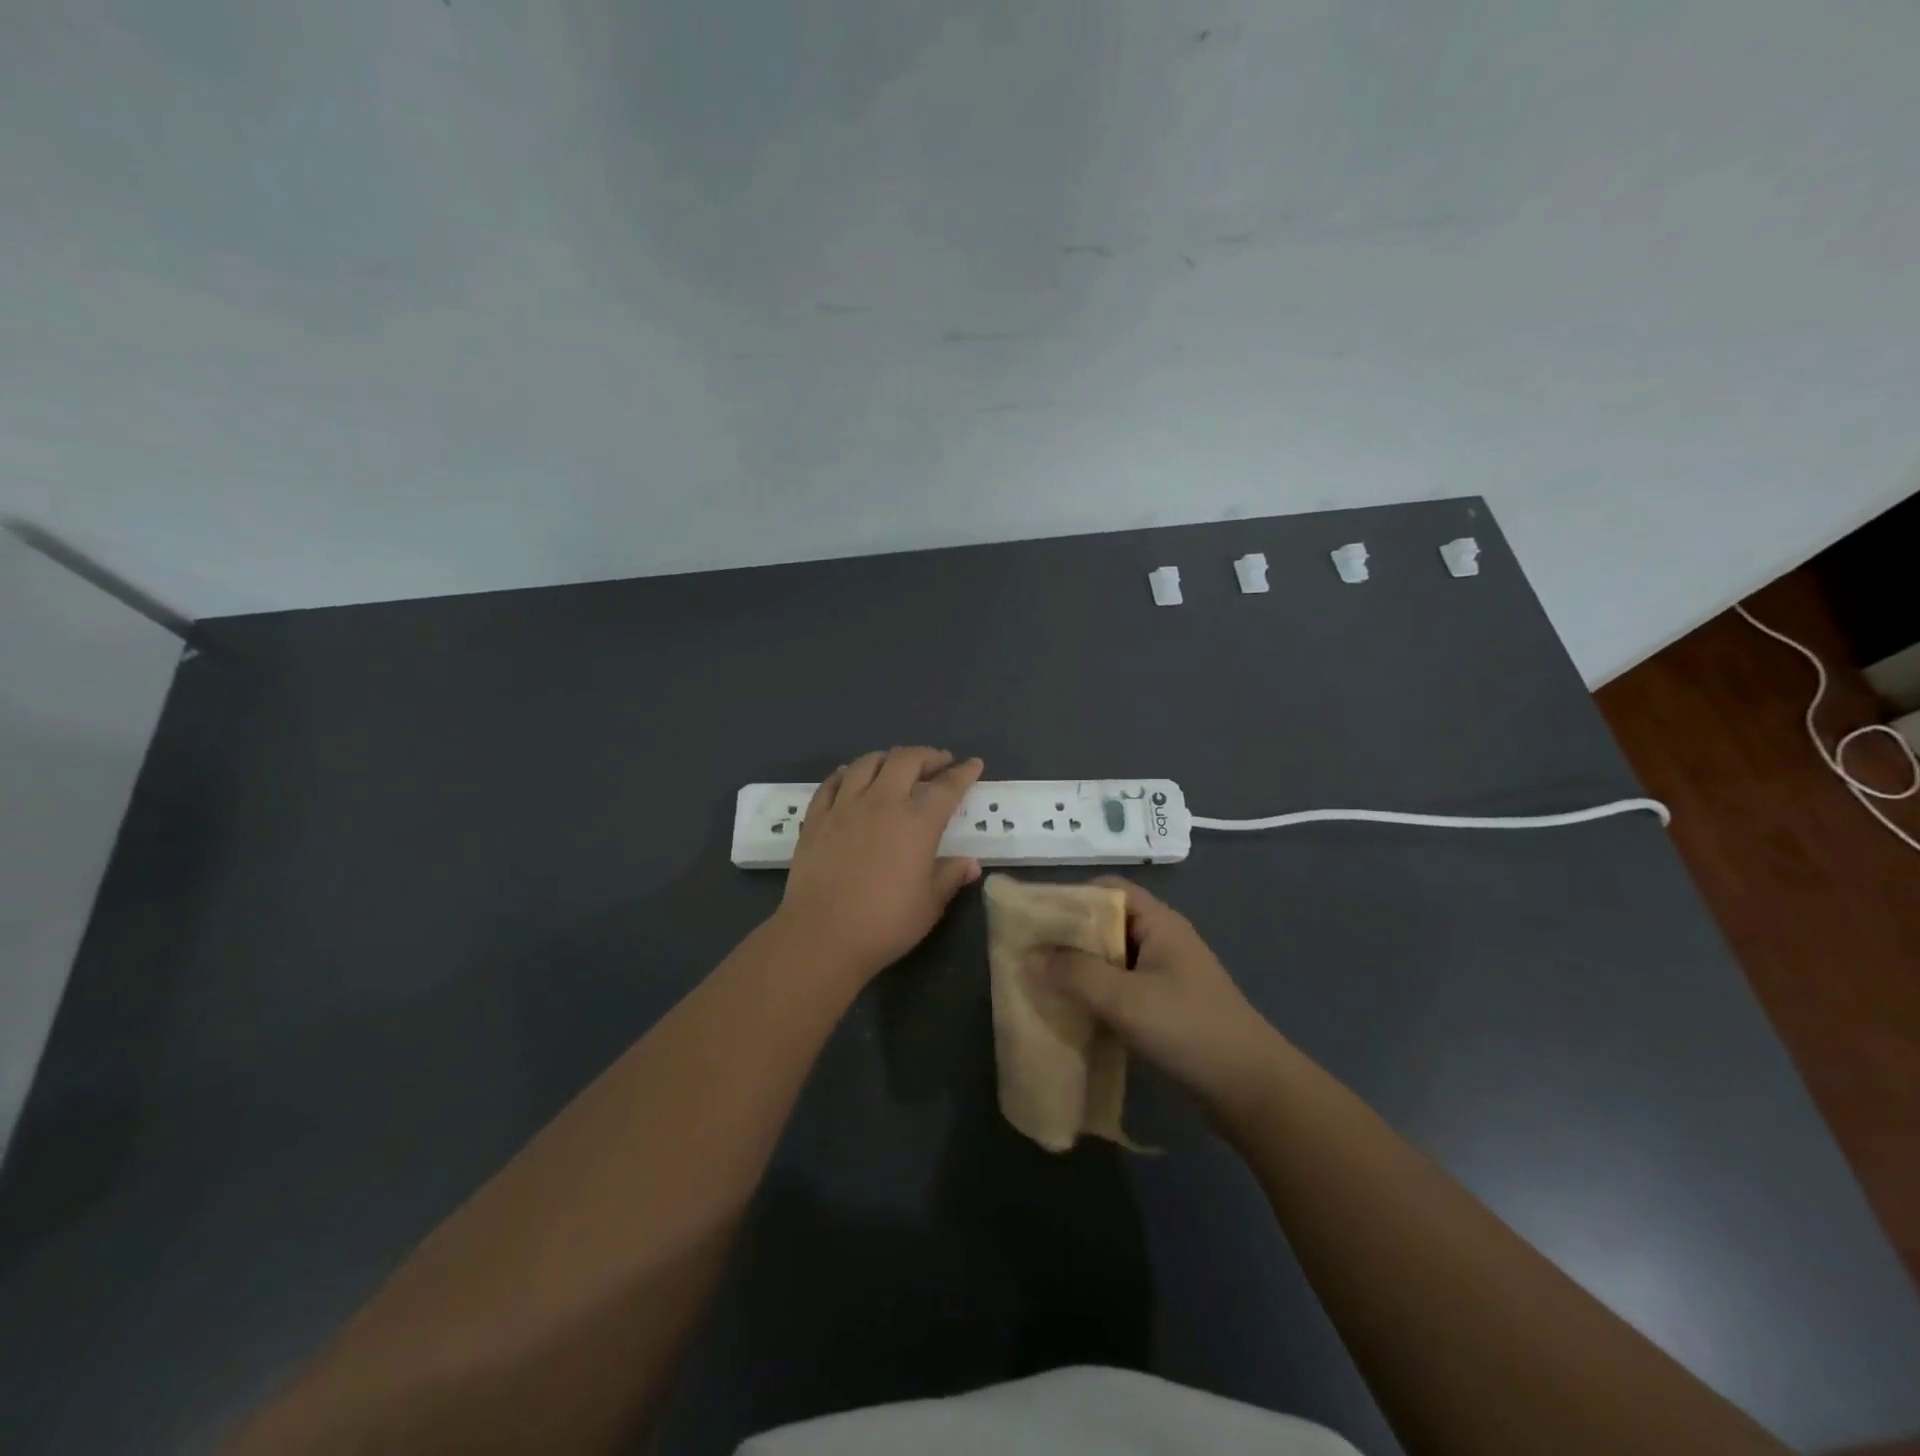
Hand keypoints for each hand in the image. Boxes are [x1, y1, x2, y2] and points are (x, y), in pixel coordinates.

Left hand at [774, 748, 984, 984]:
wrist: (822, 935)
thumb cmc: (884, 924)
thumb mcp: (929, 905)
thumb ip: (950, 877)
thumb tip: (971, 864)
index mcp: (917, 823)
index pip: (947, 787)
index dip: (963, 772)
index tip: (973, 764)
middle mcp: (882, 803)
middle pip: (906, 760)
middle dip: (928, 755)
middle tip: (939, 762)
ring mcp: (845, 807)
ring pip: (867, 763)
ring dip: (888, 758)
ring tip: (896, 764)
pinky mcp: (816, 818)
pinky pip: (831, 783)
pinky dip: (846, 773)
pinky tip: (850, 776)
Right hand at [1039, 877, 1286, 1116]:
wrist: (1251, 1090)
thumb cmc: (1189, 1029)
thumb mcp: (1126, 999)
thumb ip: (1075, 974)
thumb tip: (1027, 956)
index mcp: (1159, 923)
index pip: (1108, 890)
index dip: (1071, 896)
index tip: (1034, 916)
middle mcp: (1161, 941)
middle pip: (1106, 924)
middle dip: (1067, 936)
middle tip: (1028, 952)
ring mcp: (1165, 975)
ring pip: (1111, 960)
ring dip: (1079, 968)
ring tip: (1039, 981)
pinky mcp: (1165, 1007)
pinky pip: (1120, 988)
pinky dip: (1095, 994)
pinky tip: (1070, 1011)